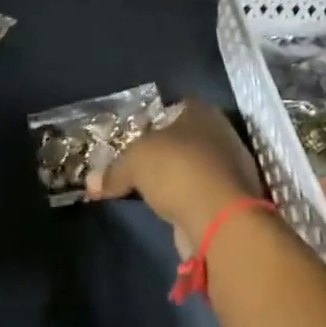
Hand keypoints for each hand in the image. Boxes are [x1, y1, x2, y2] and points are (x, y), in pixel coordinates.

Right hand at [86, 100, 267, 255]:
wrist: (220, 219)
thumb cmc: (177, 169)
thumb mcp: (134, 162)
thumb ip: (113, 171)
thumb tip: (91, 183)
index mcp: (202, 112)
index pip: (177, 106)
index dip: (155, 118)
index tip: (136, 134)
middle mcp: (222, 134)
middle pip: (188, 138)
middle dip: (166, 151)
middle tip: (140, 164)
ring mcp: (233, 169)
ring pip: (197, 168)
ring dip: (179, 179)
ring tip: (152, 191)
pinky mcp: (235, 203)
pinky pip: (204, 195)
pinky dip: (189, 202)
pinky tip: (170, 211)